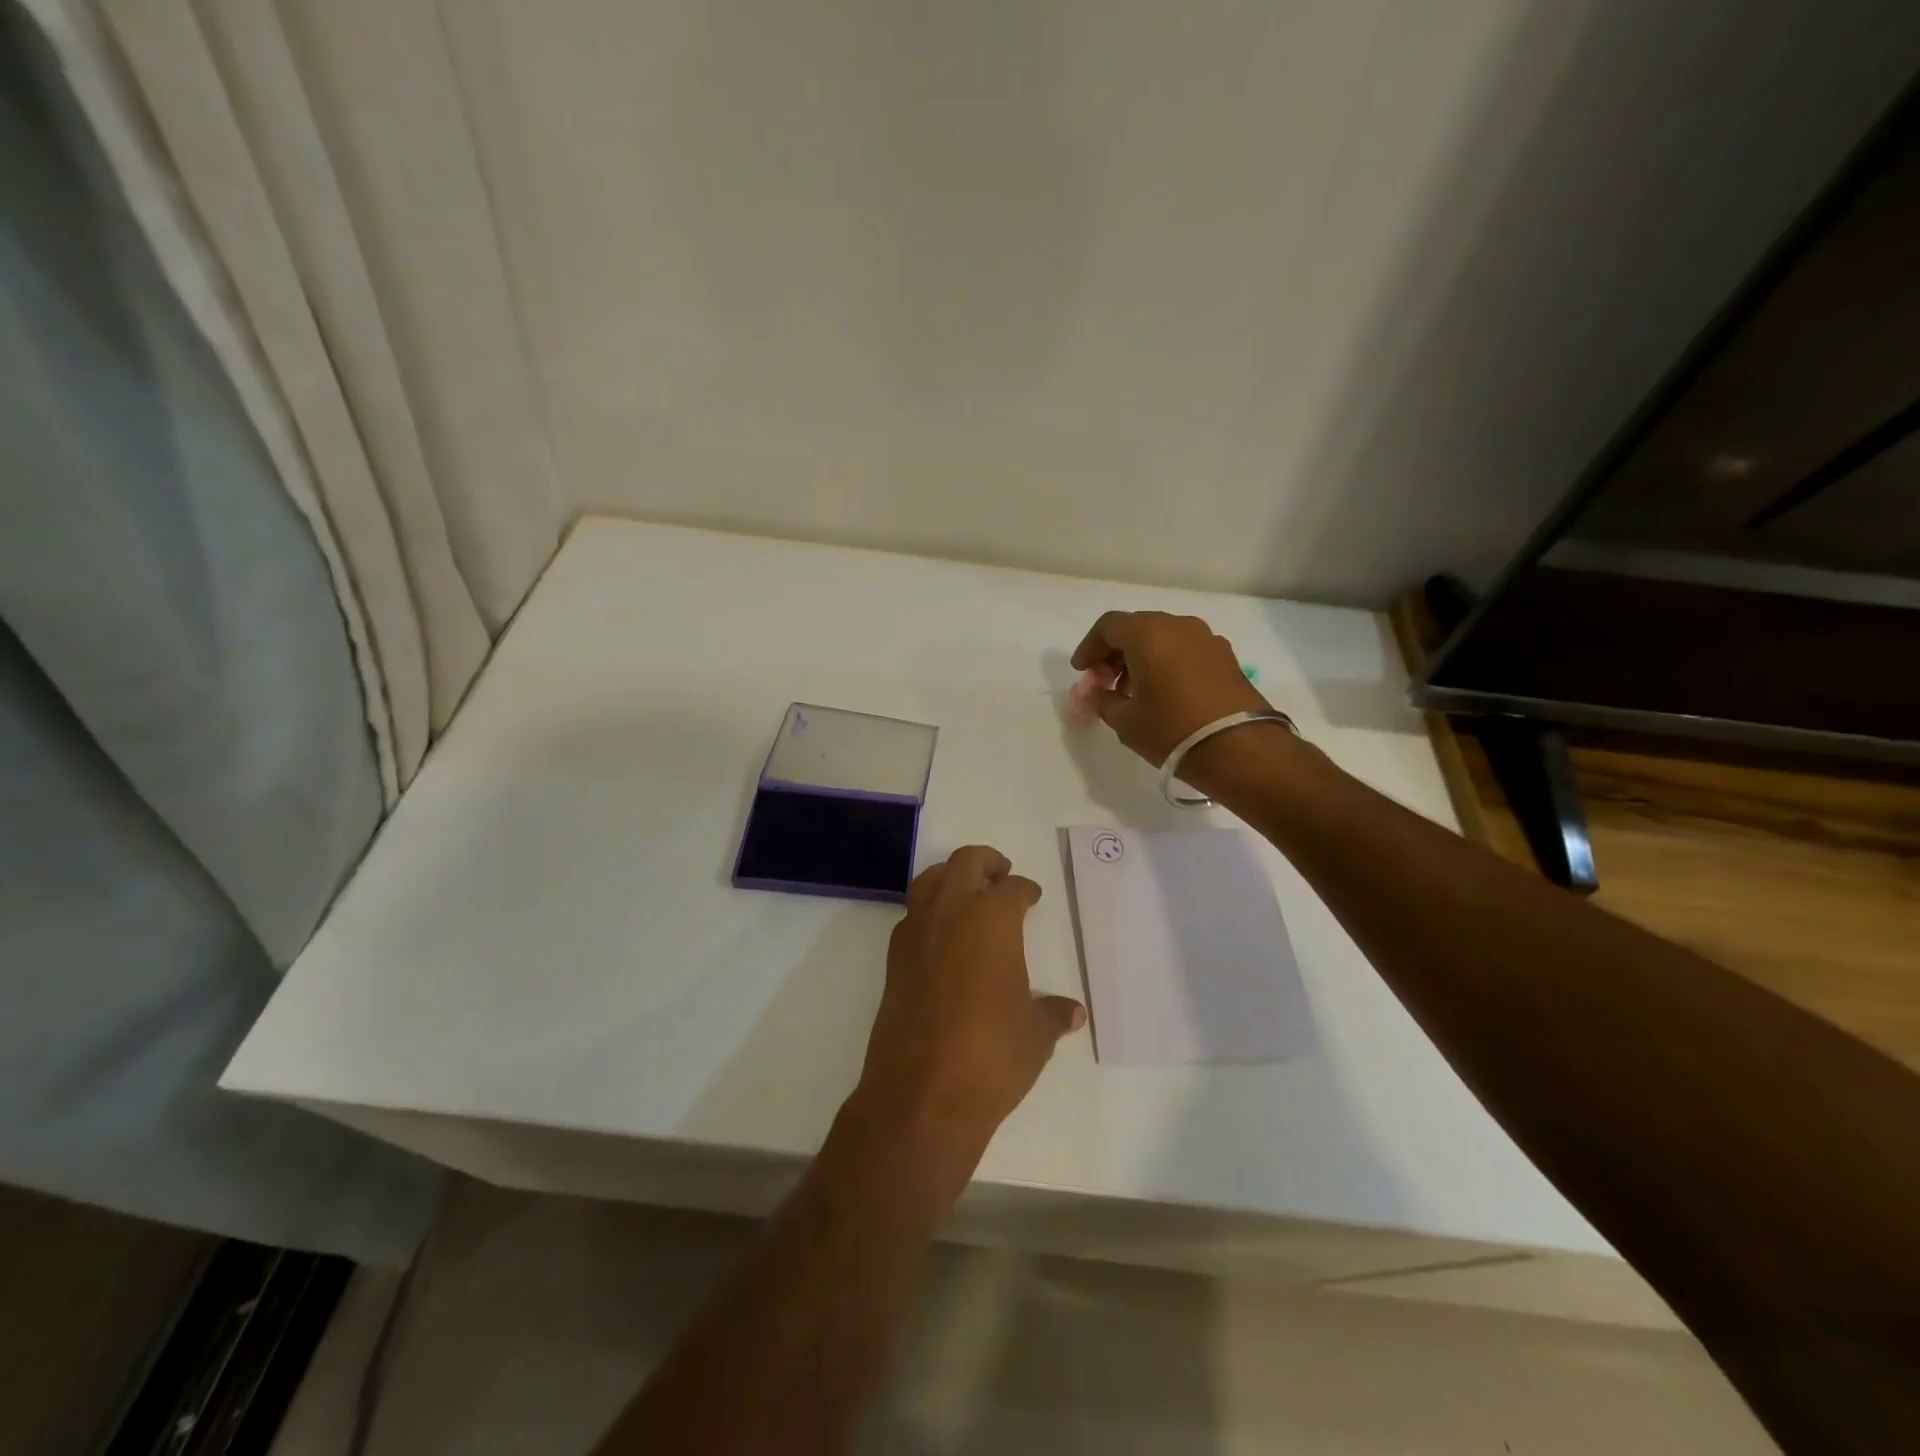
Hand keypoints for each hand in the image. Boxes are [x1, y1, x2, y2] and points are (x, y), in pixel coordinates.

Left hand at [847, 847, 1085, 1187]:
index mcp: (991, 921)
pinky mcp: (893, 960)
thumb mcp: (1035, 1036)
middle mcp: (949, 914)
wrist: (920, 1095)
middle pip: (964, 863)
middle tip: (1001, 874)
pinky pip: (911, 916)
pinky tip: (942, 937)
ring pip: (929, 880)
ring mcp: (915, 934)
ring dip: (950, 878)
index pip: (1011, 889)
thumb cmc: (990, 1057)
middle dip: (986, 862)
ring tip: (968, 894)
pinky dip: (928, 911)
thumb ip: (1053, 1014)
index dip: (1025, 889)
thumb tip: (1072, 1012)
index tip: (1032, 896)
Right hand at [1070, 610, 1272, 767]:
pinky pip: (1185, 649)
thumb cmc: (1172, 730)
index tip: (1082, 672)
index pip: (1109, 626)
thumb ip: (1101, 700)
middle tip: (1104, 682)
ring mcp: (1207, 639)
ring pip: (1163, 638)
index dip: (1090, 647)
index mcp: (1149, 633)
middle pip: (1137, 628)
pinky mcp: (1226, 657)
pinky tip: (1163, 693)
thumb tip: (1092, 692)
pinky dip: (1167, 662)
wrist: (1240, 748)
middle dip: (1115, 652)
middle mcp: (1178, 625)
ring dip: (1142, 657)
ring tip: (1132, 691)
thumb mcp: (1125, 720)